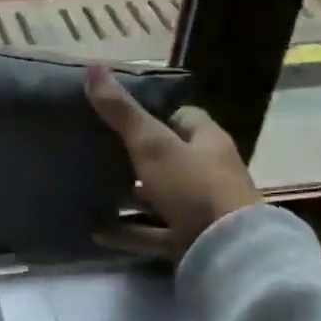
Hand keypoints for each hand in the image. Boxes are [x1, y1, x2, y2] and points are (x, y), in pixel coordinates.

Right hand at [85, 64, 260, 260]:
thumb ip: (121, 111)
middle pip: (169, 157)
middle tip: (96, 150)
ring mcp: (201, 209)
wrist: (228, 253)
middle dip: (135, 155)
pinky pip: (152, 233)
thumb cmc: (193, 186)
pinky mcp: (190, 240)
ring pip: (159, 196)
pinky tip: (96, 231)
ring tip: (91, 188)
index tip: (119, 114)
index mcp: (207, 141)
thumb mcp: (152, 144)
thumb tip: (93, 66)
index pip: (183, 117)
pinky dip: (127, 232)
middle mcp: (208, 172)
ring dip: (130, 195)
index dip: (154, 112)